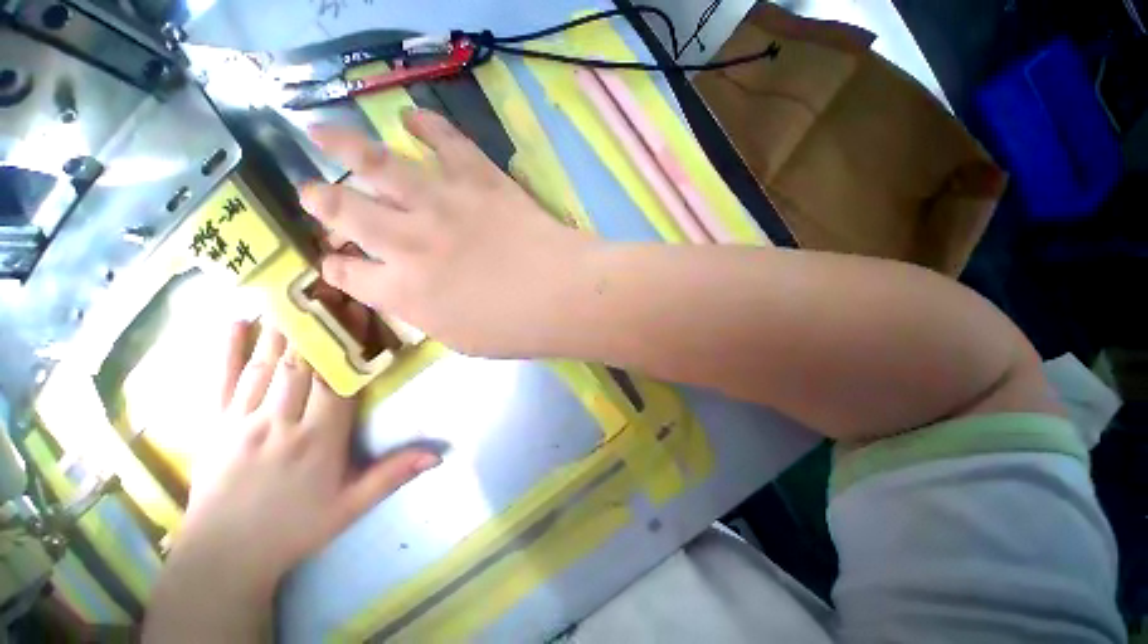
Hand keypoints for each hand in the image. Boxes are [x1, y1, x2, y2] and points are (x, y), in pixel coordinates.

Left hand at [174, 318, 439, 595]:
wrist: (224, 557)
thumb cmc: (295, 528)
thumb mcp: (352, 506)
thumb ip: (394, 474)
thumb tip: (440, 454)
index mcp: (318, 438)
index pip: (337, 378)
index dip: (348, 342)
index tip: (358, 311)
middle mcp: (280, 421)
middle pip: (302, 363)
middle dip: (318, 323)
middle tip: (329, 287)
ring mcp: (241, 420)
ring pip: (266, 363)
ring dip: (282, 326)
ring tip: (294, 292)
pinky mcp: (214, 425)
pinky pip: (221, 380)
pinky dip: (228, 348)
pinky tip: (235, 320)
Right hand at [300, 109, 594, 356]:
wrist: (561, 295)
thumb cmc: (515, 329)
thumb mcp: (459, 337)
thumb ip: (425, 312)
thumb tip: (405, 293)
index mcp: (403, 291)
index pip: (349, 273)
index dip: (335, 265)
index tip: (332, 259)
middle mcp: (407, 241)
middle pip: (344, 211)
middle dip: (320, 200)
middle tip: (310, 191)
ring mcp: (441, 203)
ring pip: (376, 163)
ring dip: (342, 144)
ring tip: (320, 130)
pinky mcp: (478, 179)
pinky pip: (444, 140)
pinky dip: (426, 124)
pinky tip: (410, 116)